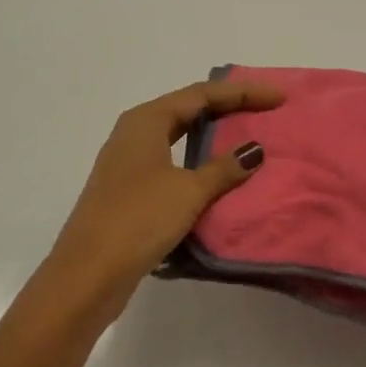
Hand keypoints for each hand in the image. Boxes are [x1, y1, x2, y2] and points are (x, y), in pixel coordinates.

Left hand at [42, 78, 282, 322]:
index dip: (242, 93)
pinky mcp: (129, 190)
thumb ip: (224, 168)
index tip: (278, 97)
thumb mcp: (188, 191)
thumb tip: (255, 149)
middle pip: (189, 108)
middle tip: (265, 110)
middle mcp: (134, 132)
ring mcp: (128, 162)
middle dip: (228, 107)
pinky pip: (172, 162)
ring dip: (213, 135)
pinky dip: (198, 161)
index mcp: (146, 120)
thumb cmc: (138, 219)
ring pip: (179, 136)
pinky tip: (217, 174)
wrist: (87, 274)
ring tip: (247, 136)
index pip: (202, 94)